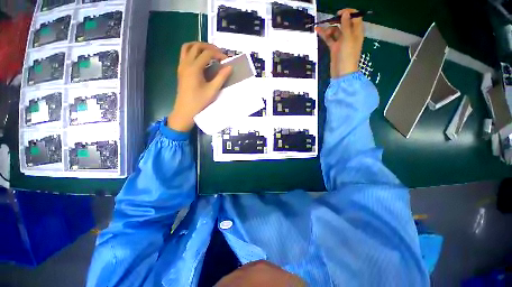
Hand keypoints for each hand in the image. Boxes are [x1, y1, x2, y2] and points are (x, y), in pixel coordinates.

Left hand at [167, 42, 231, 131]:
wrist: (185, 111)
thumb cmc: (199, 102)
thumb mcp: (213, 90)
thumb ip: (221, 77)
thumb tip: (230, 67)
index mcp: (194, 68)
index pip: (207, 53)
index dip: (218, 54)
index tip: (226, 60)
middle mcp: (186, 63)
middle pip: (196, 46)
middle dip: (209, 47)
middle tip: (219, 53)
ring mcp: (181, 66)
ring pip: (187, 47)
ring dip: (199, 46)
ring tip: (209, 52)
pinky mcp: (180, 70)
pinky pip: (184, 54)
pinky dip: (193, 52)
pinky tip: (201, 60)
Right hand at [315, 9, 363, 77]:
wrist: (342, 73)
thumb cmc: (348, 56)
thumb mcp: (348, 39)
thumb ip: (346, 25)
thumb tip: (345, 13)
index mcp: (356, 32)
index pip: (355, 17)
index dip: (348, 13)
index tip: (339, 13)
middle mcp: (349, 35)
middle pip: (344, 23)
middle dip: (336, 21)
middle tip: (329, 21)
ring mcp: (341, 42)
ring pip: (335, 31)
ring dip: (329, 29)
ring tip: (325, 32)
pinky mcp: (334, 48)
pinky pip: (329, 39)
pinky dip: (324, 35)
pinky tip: (318, 31)